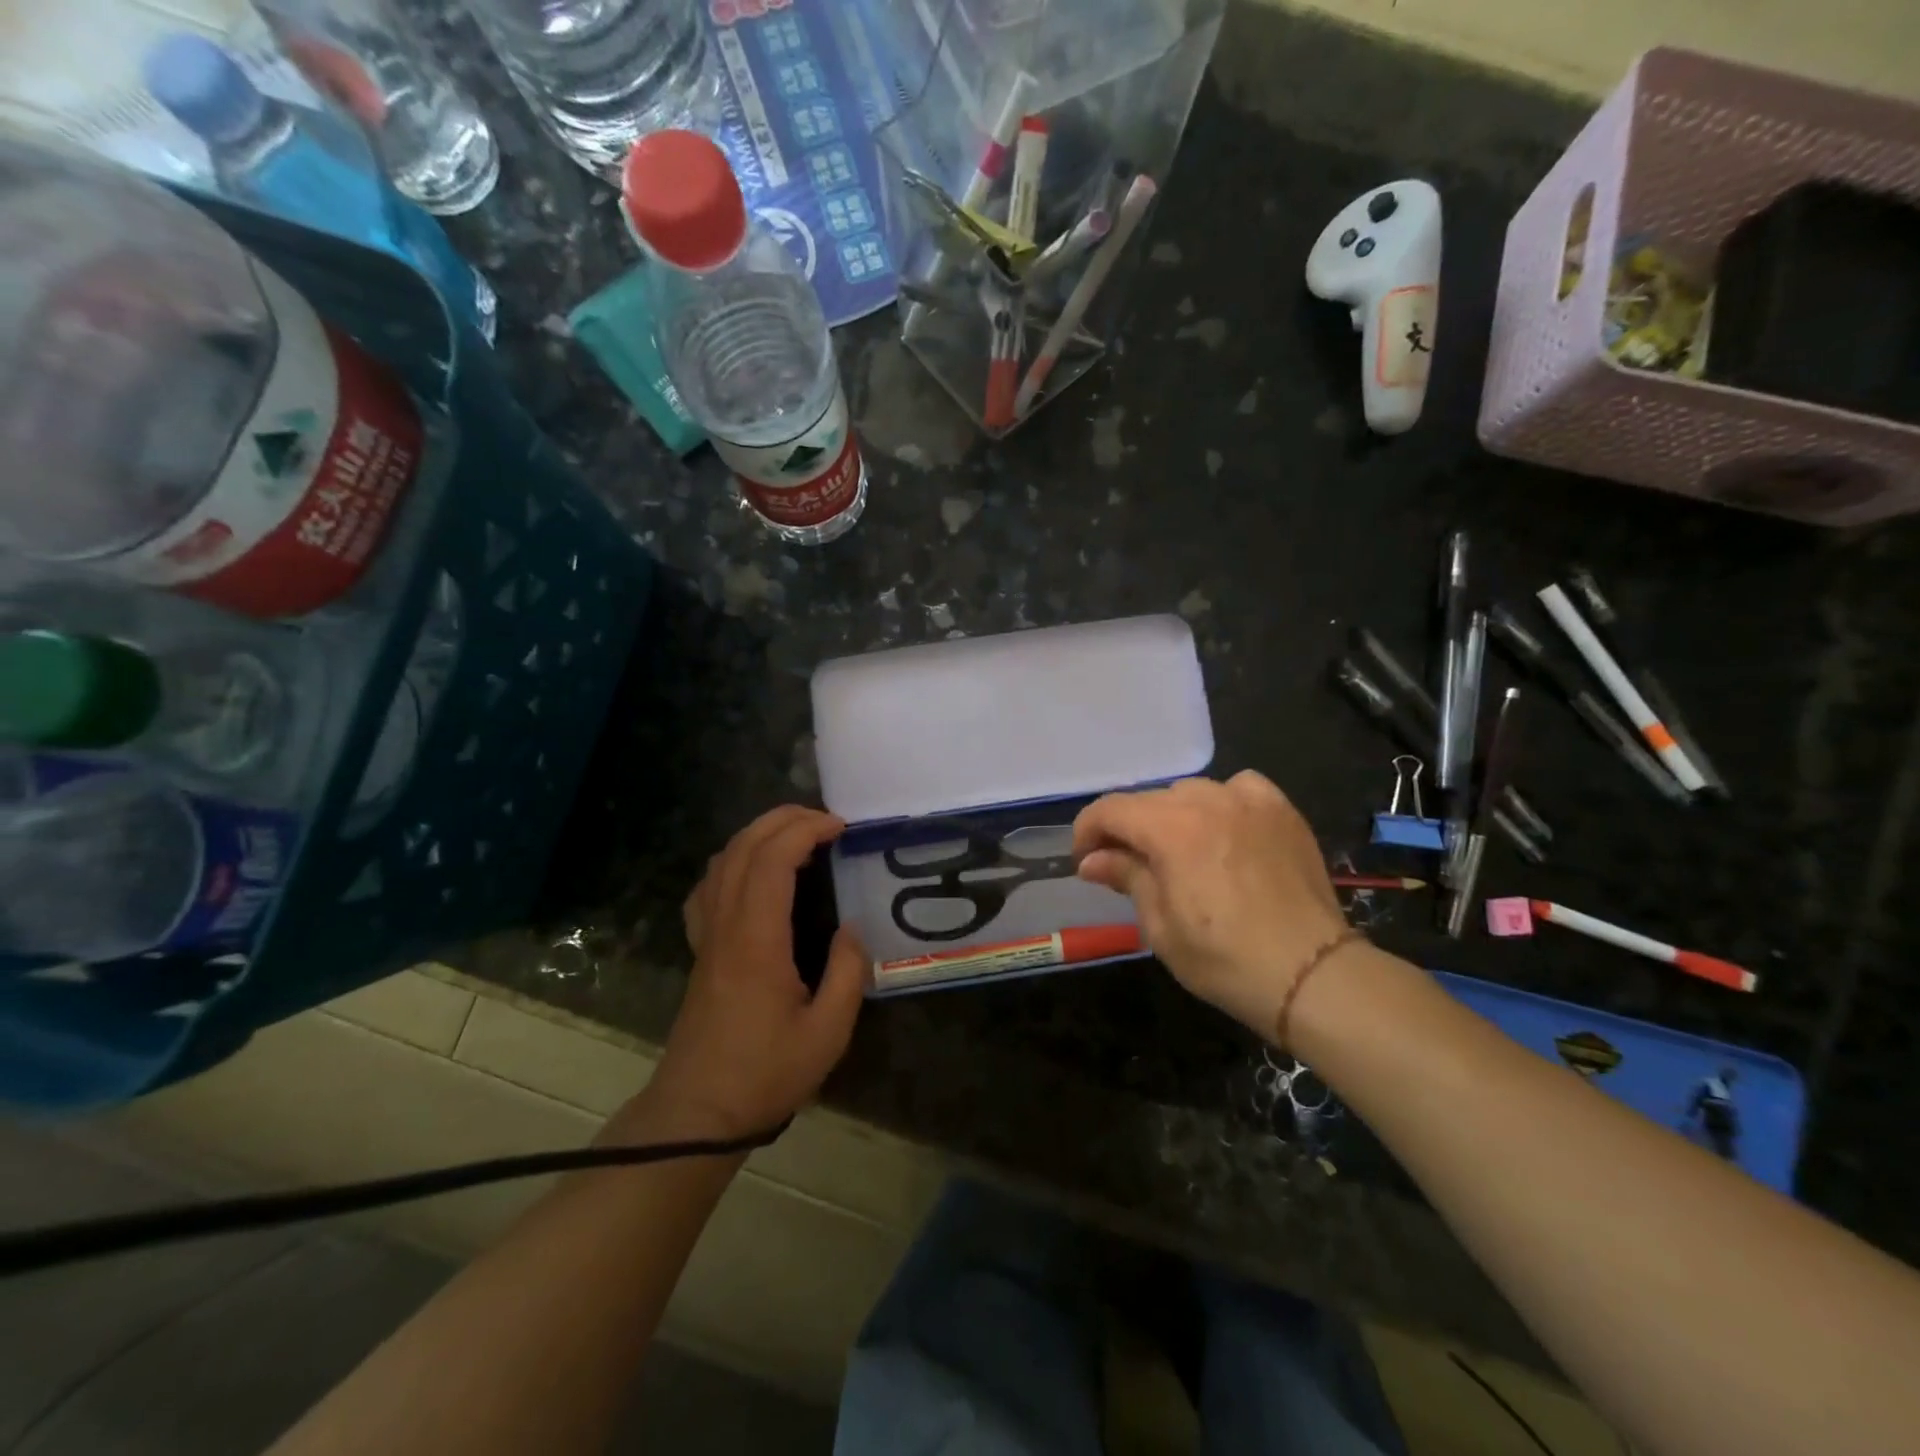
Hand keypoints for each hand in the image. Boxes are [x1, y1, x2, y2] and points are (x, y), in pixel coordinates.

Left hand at [611, 806, 866, 1145]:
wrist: (697, 1114)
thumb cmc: (765, 1074)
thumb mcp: (827, 1033)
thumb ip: (846, 973)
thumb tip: (851, 930)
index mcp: (757, 939)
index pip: (773, 860)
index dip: (805, 830)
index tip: (841, 827)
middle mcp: (725, 926)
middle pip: (743, 847)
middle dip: (783, 819)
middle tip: (825, 820)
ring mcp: (706, 936)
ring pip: (722, 861)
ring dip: (758, 834)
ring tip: (796, 836)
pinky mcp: (700, 950)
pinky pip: (708, 887)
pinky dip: (733, 861)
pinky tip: (753, 874)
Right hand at [1073, 772, 1352, 1038]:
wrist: (1312, 975)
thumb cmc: (1225, 959)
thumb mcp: (1161, 925)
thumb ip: (1127, 877)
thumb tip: (1093, 860)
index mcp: (1172, 828)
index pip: (1111, 809)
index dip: (1088, 831)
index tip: (1086, 861)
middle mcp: (1208, 800)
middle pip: (1149, 800)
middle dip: (1128, 829)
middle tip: (1126, 864)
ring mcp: (1250, 801)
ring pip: (1191, 792)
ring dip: (1172, 816)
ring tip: (1179, 850)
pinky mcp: (1282, 810)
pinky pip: (1239, 789)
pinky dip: (1222, 802)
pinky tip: (1225, 829)